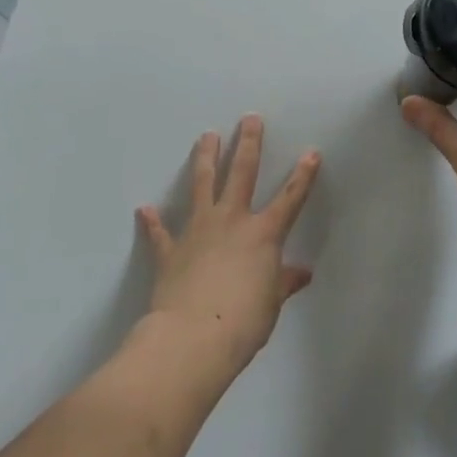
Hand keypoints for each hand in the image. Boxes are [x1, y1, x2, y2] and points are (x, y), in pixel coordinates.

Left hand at [136, 116, 319, 376]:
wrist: (193, 338)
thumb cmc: (244, 322)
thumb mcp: (272, 303)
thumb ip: (284, 282)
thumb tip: (302, 273)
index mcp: (263, 234)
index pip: (290, 198)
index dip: (303, 175)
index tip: (311, 153)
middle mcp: (232, 221)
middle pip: (241, 173)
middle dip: (248, 143)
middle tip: (249, 119)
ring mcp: (198, 231)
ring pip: (202, 185)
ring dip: (205, 159)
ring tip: (206, 136)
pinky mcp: (170, 250)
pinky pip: (161, 233)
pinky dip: (153, 222)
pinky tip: (145, 209)